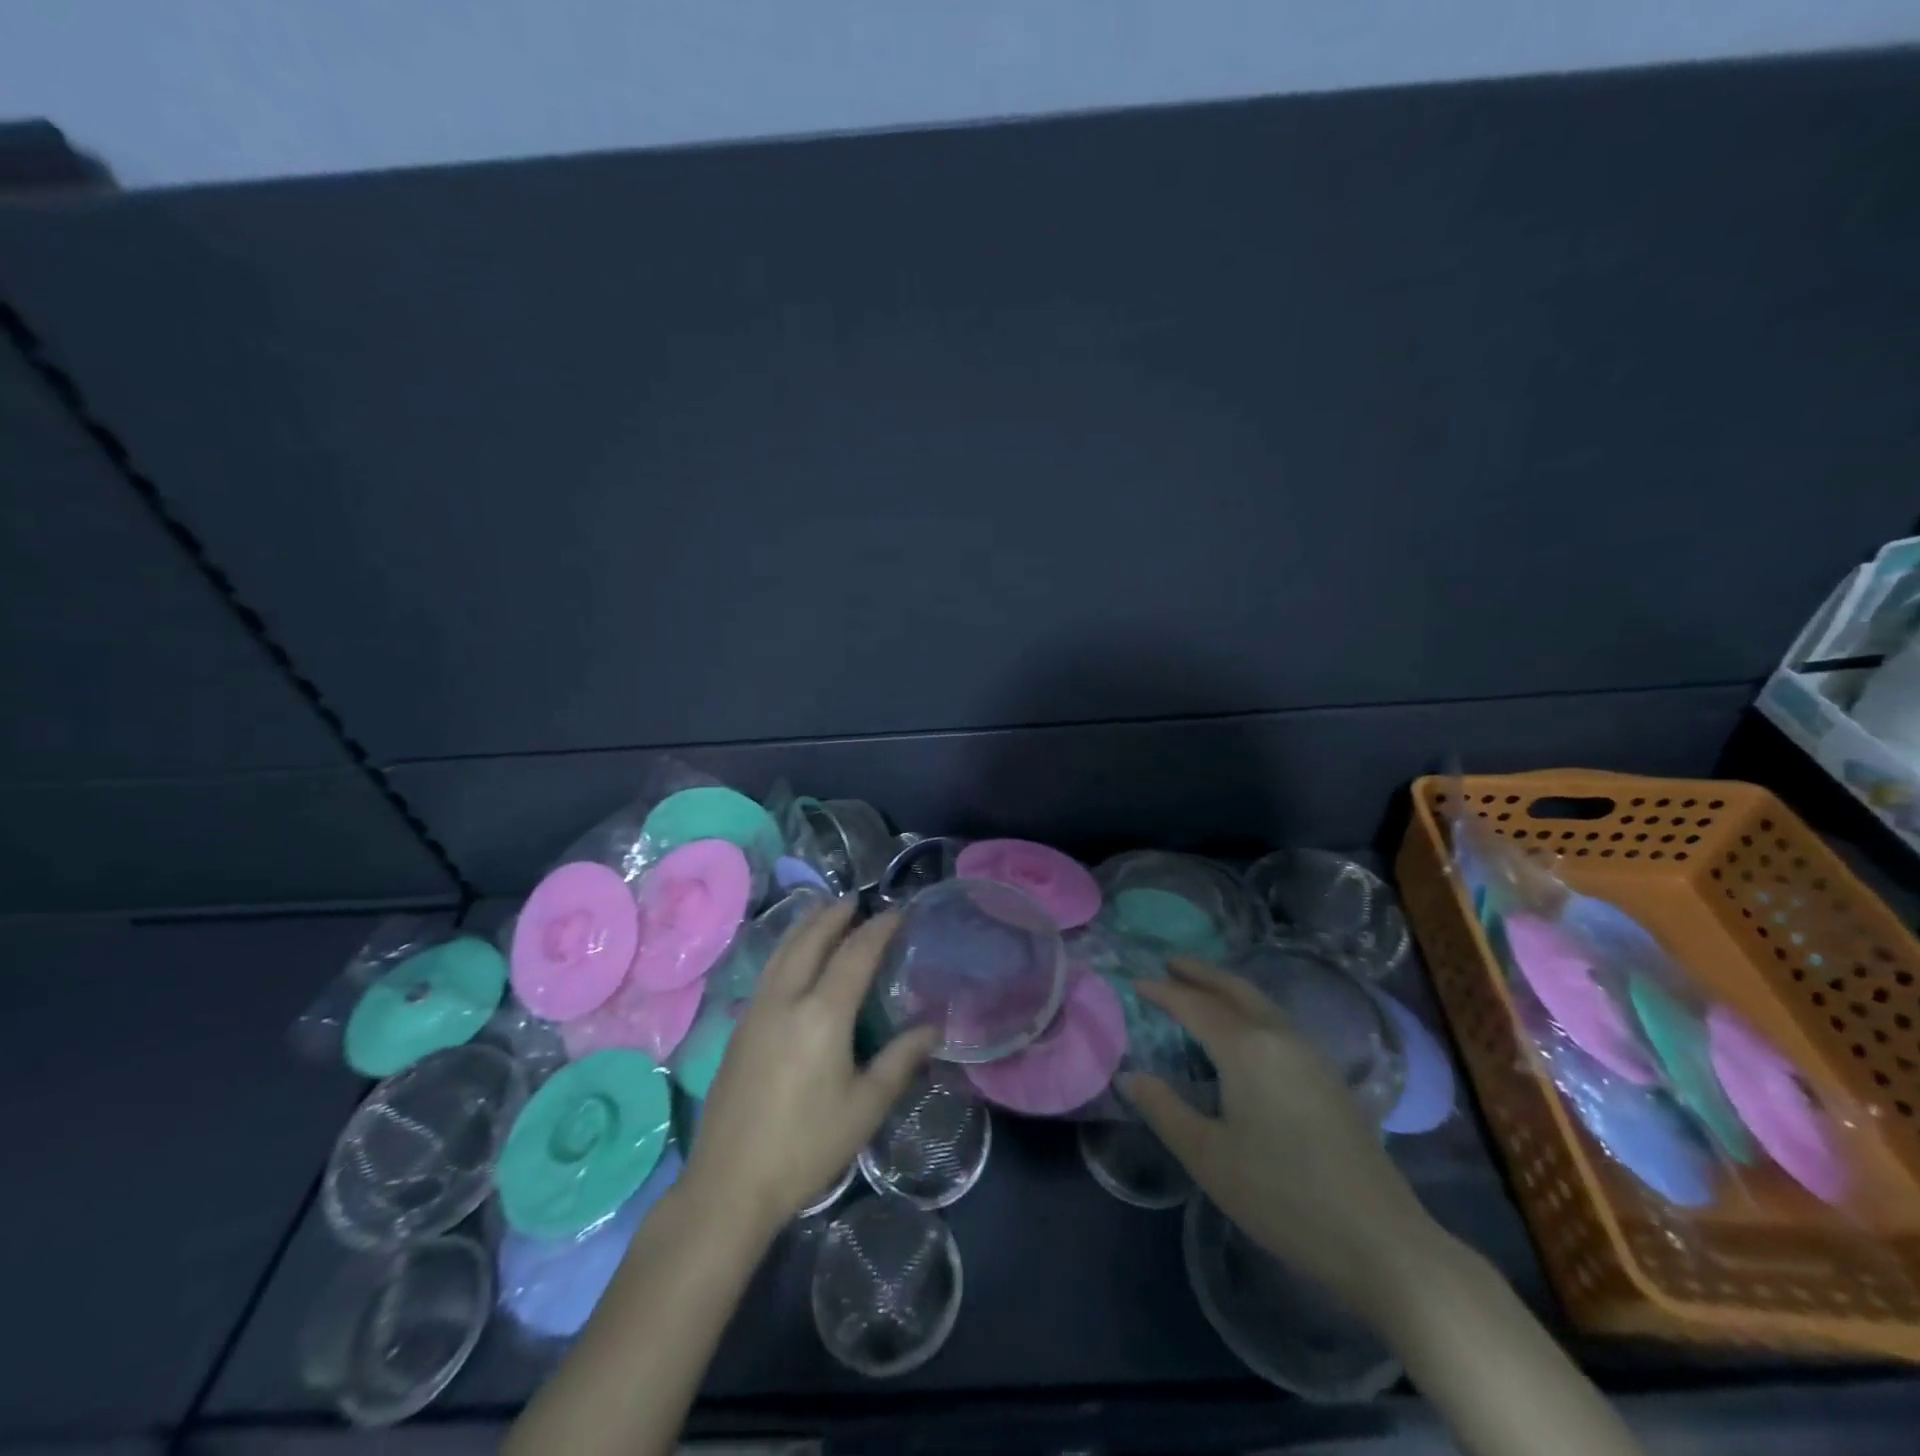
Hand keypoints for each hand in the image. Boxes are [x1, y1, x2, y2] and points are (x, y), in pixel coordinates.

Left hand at [683, 899, 935, 1233]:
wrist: (729, 1184)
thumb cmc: (806, 1146)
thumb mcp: (865, 1107)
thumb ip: (900, 1060)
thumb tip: (932, 1028)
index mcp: (822, 1014)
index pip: (855, 954)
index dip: (878, 929)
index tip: (897, 912)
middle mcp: (786, 999)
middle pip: (810, 940)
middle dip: (834, 914)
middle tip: (855, 899)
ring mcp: (756, 1011)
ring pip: (782, 951)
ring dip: (806, 925)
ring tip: (824, 912)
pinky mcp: (739, 1027)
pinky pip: (769, 969)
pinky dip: (787, 948)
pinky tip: (793, 958)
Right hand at [1124, 958, 1436, 1309]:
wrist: (1381, 1241)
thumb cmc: (1283, 1196)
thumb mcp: (1209, 1157)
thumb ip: (1165, 1110)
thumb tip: (1132, 1077)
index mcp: (1247, 1049)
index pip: (1196, 1006)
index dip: (1163, 992)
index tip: (1135, 982)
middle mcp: (1280, 1038)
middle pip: (1235, 989)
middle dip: (1201, 973)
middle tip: (1169, 964)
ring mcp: (1311, 1056)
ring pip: (1261, 1003)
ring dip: (1227, 989)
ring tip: (1201, 989)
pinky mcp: (1329, 1079)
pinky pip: (1278, 1022)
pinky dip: (1249, 1009)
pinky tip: (1243, 1031)